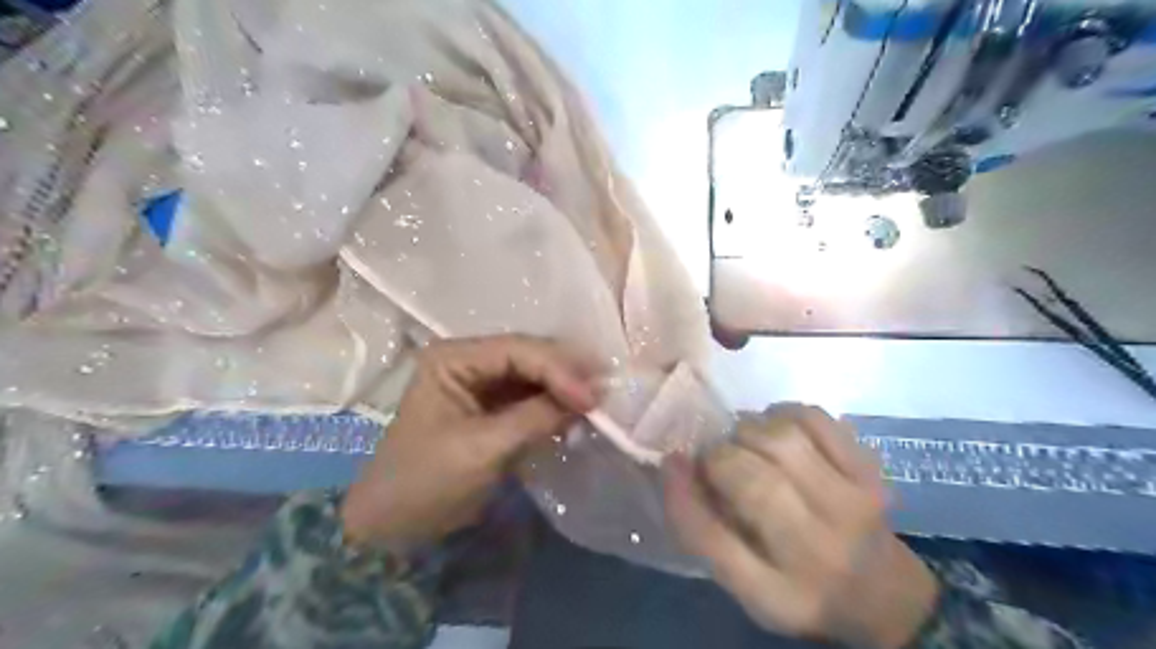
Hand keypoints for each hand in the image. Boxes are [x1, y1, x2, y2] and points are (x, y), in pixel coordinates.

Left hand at [339, 338, 596, 555]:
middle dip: (566, 374)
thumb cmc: (426, 482)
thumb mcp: (482, 449)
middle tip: (603, 393)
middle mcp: (469, 360)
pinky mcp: (494, 407)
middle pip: (530, 356)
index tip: (591, 397)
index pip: (517, 349)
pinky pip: (532, 396)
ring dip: (564, 389)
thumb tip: (589, 398)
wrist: (396, 526)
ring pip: (535, 375)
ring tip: (597, 403)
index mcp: (454, 358)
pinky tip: (576, 414)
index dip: (558, 369)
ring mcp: (483, 383)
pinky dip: (555, 405)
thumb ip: (535, 417)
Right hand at [665, 404, 933, 645]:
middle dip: (720, 457)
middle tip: (717, 458)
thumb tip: (675, 461)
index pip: (713, 541)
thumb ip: (702, 528)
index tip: (671, 461)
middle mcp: (819, 553)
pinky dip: (783, 413)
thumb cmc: (796, 584)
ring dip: (749, 431)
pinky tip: (776, 428)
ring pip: (783, 442)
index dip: (681, 493)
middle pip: (754, 483)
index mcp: (777, 595)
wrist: (883, 590)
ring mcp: (853, 506)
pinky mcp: (870, 471)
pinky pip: (815, 419)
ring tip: (745, 442)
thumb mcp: (743, 580)